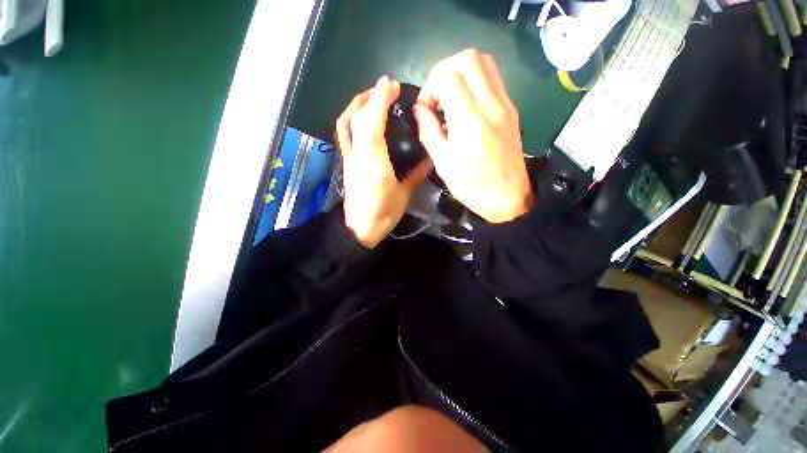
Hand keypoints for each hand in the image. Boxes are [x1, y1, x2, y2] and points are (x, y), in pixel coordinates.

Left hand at [335, 76, 432, 247]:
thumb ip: (417, 175)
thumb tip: (431, 159)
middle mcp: (357, 156)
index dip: (380, 100)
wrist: (360, 228)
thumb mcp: (404, 195)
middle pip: (357, 118)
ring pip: (345, 122)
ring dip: (358, 104)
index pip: (372, 124)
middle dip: (371, 96)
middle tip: (388, 88)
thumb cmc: (384, 214)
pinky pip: (344, 133)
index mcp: (374, 164)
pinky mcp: (346, 161)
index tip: (391, 84)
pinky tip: (363, 117)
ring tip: (374, 97)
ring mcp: (349, 158)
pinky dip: (351, 118)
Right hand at [413, 49, 535, 223]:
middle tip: (435, 93)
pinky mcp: (511, 109)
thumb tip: (420, 109)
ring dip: (461, 70)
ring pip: (484, 62)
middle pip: (468, 58)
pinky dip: (474, 80)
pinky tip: (465, 103)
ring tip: (448, 94)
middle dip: (444, 69)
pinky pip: (493, 78)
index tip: (425, 108)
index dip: (429, 87)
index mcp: (469, 121)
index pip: (447, 78)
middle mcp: (491, 104)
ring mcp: (505, 104)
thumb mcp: (443, 164)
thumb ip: (428, 131)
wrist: (508, 197)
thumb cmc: (472, 186)